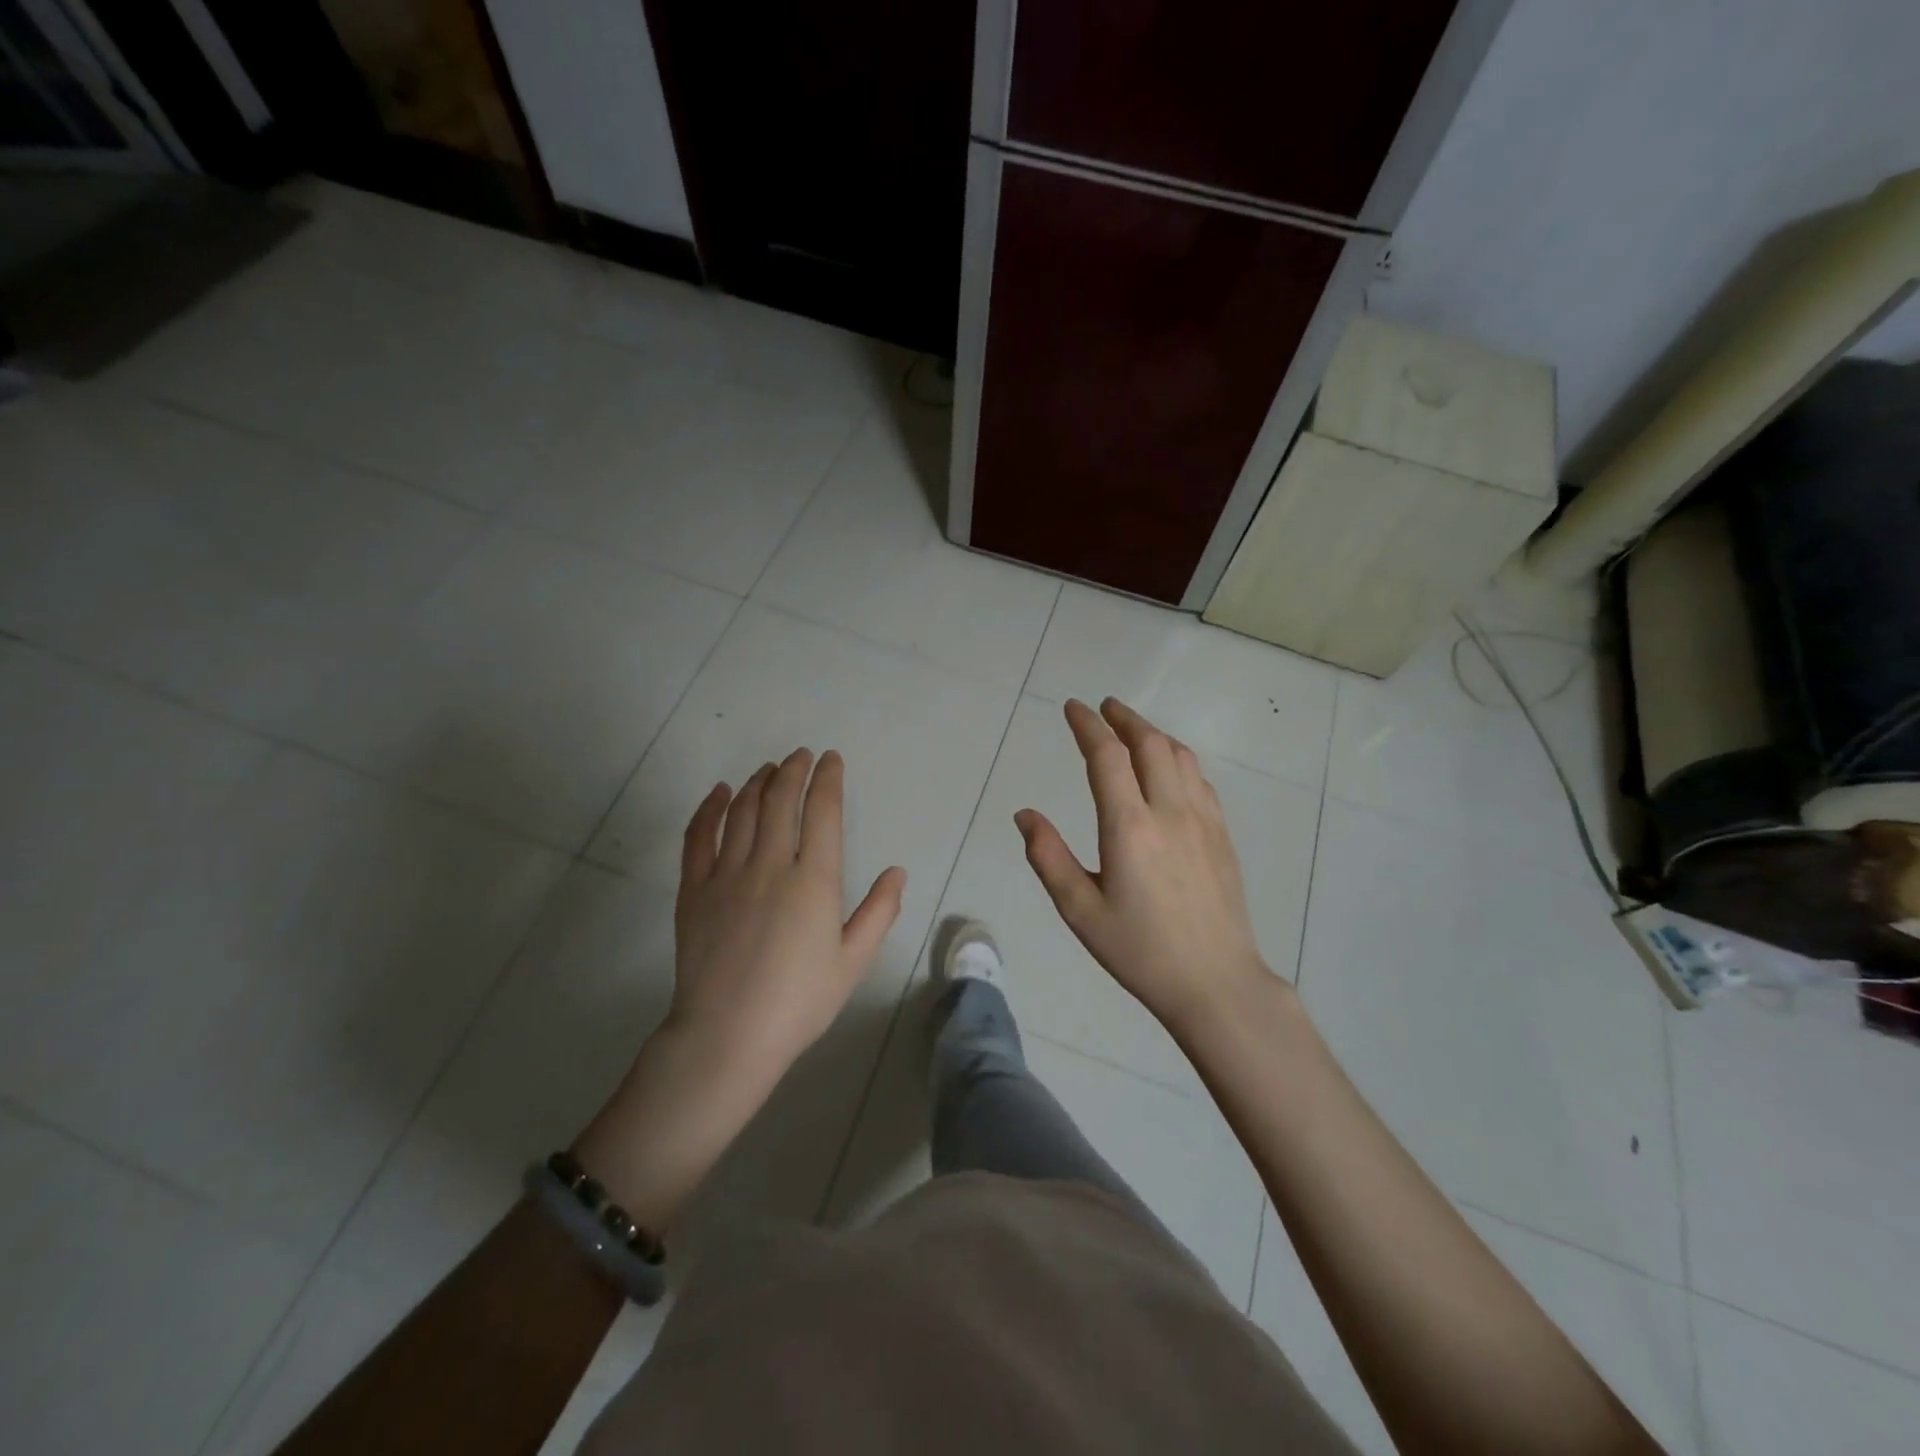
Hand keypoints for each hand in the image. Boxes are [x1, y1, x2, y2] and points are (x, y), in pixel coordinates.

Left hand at [573, 748, 904, 1228]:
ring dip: (759, 782)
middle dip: (793, 770)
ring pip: (744, 811)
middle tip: (800, 756)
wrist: (727, 1037)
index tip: (831, 760)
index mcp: (814, 881)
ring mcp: (727, 874)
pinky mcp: (694, 889)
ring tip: (769, 768)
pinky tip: (721, 792)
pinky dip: (711, 808)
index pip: (823, 812)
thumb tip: (897, 870)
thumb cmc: (799, 1002)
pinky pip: (699, 836)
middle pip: (781, 801)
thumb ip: (879, 912)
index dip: (827, 780)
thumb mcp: (853, 961)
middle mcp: (770, 865)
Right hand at [1015, 698, 1272, 1035]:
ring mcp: (1202, 820)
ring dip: (1153, 733)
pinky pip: (1199, 778)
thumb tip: (1025, 815)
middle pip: (1149, 743)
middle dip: (1123, 718)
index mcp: (1129, 827)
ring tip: (1133, 729)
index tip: (1073, 708)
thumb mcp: (1080, 910)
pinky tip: (1170, 767)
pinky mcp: (1221, 835)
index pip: (1106, 756)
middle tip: (1103, 706)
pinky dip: (1178, 758)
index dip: (1087, 726)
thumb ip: (1048, 857)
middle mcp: (1168, 811)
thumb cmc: (1139, 950)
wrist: (1215, 982)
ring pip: (1179, 756)